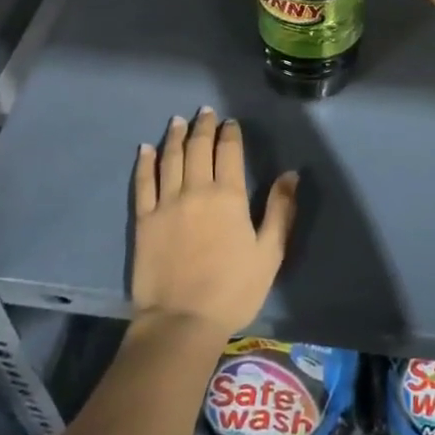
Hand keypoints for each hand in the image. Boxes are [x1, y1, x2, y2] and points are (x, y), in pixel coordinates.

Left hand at [131, 108, 297, 339]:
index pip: (228, 152)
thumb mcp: (269, 253)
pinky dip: (144, 163)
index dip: (229, 134)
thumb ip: (280, 210)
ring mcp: (166, 203)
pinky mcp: (144, 220)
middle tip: (204, 112)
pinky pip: (143, 183)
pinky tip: (145, 149)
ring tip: (177, 121)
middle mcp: (196, 190)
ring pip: (169, 158)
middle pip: (197, 148)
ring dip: (174, 136)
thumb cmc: (233, 290)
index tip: (230, 122)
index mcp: (229, 196)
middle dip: (202, 127)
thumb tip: (291, 174)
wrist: (182, 321)